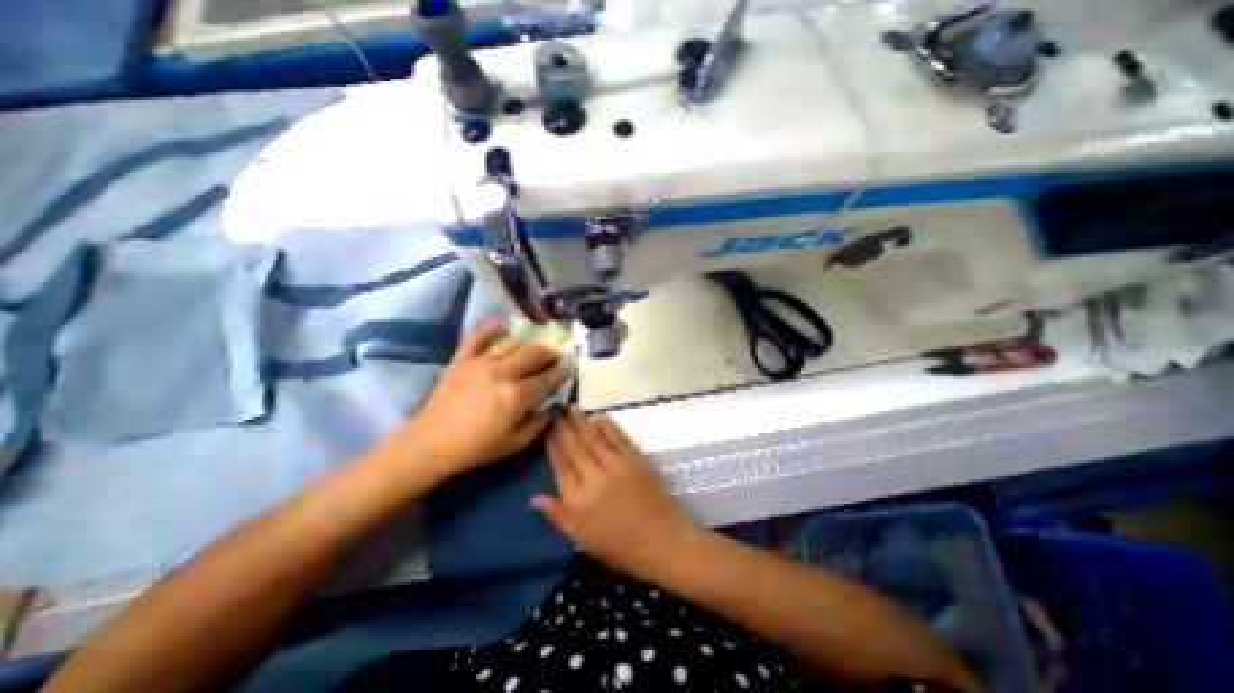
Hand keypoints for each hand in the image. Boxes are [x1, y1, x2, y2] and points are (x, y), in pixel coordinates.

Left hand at [382, 323, 569, 477]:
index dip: (561, 373)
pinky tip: (498, 326)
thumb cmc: (477, 448)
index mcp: (517, 395)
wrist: (431, 444)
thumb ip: (539, 424)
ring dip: (526, 343)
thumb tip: (553, 407)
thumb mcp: (515, 444)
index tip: (567, 370)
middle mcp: (503, 373)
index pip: (547, 378)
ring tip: (531, 347)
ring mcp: (480, 364)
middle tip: (555, 356)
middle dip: (549, 353)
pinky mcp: (461, 361)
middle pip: (533, 354)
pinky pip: (475, 338)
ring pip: (511, 343)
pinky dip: (487, 329)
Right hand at [534, 412, 696, 578]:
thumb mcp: (582, 540)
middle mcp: (593, 478)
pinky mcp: (635, 459)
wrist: (662, 541)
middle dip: (564, 428)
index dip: (552, 446)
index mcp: (577, 500)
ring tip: (572, 407)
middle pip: (575, 448)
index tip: (547, 430)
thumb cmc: (620, 547)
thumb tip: (534, 498)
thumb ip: (558, 516)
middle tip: (556, 411)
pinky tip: (600, 416)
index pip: (560, 466)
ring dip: (582, 421)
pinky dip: (608, 426)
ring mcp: (616, 466)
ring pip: (593, 438)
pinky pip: (618, 438)